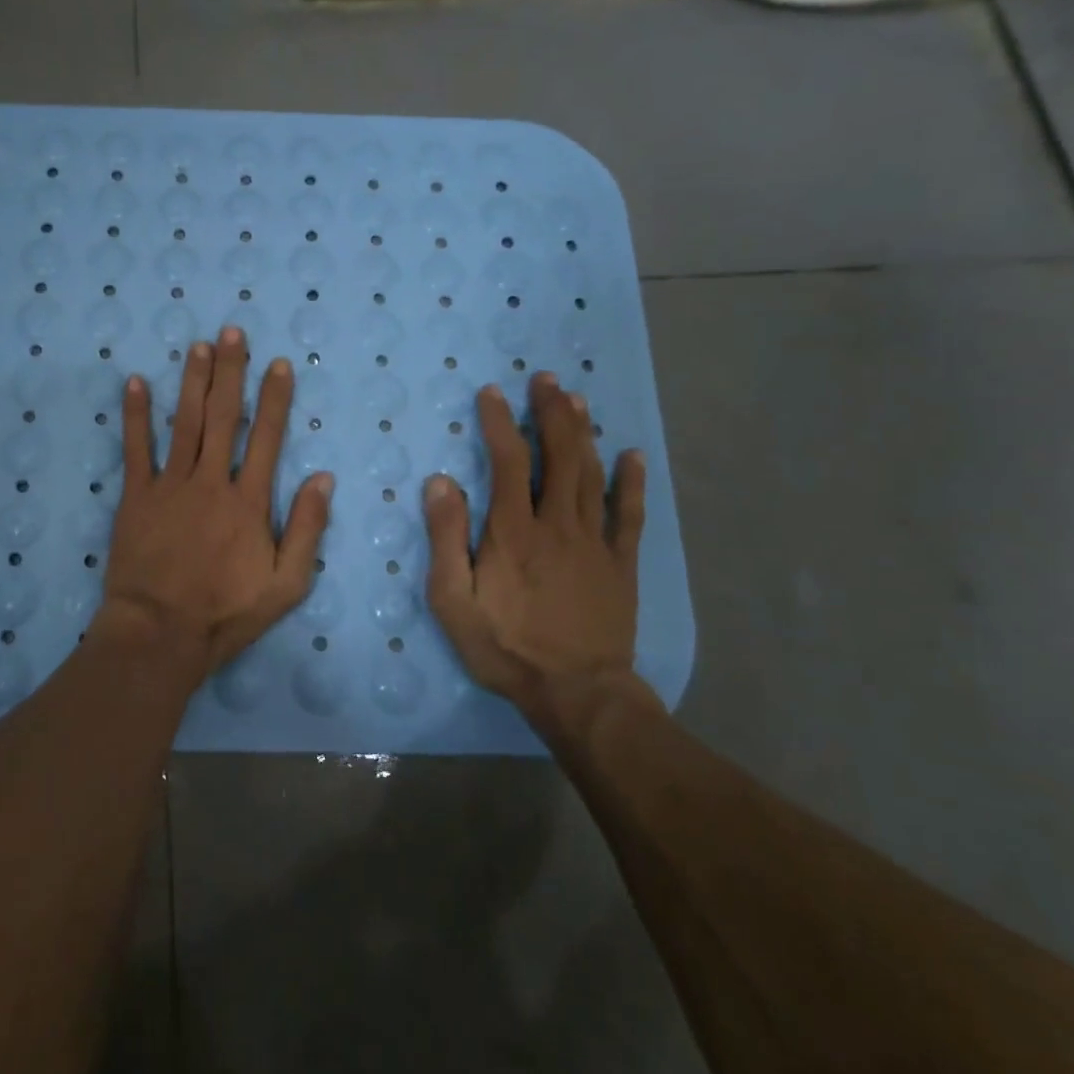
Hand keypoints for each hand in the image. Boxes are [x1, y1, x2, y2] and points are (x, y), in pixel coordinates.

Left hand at [99, 326, 334, 675]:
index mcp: (249, 501)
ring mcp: (171, 486)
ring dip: (192, 381)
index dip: (274, 398)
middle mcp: (211, 481)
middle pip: (223, 417)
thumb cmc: (226, 612)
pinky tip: (134, 383)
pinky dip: (135, 415)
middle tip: (232, 331)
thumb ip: (307, 529)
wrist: (160, 633)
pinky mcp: (137, 497)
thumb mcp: (287, 583)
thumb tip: (323, 478)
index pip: (266, 438)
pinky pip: (135, 449)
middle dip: (231, 371)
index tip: (278, 364)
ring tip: (198, 346)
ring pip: (184, 422)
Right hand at [423, 372, 650, 744]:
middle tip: (546, 380)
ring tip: (576, 399)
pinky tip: (632, 454)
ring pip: (592, 474)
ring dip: (584, 433)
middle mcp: (557, 524)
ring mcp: (595, 542)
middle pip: (559, 456)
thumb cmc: (505, 647)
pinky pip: (630, 514)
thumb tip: (440, 482)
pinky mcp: (621, 564)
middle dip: (551, 413)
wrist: (577, 693)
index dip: (499, 422)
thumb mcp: (453, 600)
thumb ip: (446, 538)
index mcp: (513, 531)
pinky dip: (632, 482)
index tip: (492, 393)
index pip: (508, 461)